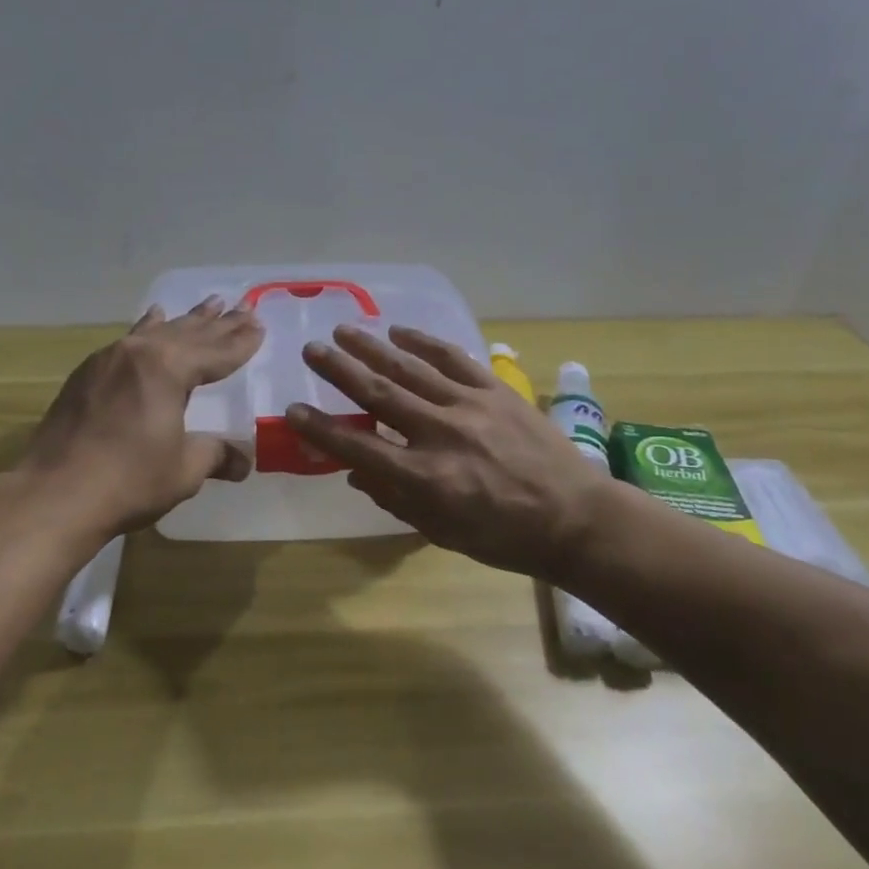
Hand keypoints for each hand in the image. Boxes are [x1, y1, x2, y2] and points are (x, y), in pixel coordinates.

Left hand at [21, 297, 263, 535]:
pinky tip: (152, 318)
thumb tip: (243, 462)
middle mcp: (140, 353)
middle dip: (220, 323)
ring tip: (210, 302)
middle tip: (244, 305)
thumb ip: (215, 456)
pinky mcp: (87, 373)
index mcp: (169, 369)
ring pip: (159, 331)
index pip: (216, 352)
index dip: (241, 342)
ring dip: (187, 320)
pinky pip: (129, 340)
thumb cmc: (128, 480)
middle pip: (190, 334)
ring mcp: (109, 359)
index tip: (259, 325)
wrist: (54, 494)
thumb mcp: (183, 470)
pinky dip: (148, 328)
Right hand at [287, 326, 614, 583]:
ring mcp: (469, 406)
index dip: (321, 429)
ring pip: (410, 369)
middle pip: (379, 395)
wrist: (575, 517)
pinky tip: (399, 331)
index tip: (294, 410)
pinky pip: (453, 358)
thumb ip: (396, 499)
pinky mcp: (495, 390)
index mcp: (426, 478)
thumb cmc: (504, 537)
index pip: (359, 447)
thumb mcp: (442, 532)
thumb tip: (355, 472)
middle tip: (311, 349)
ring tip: (344, 331)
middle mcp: (441, 434)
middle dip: (340, 370)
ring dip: (373, 348)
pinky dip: (424, 342)